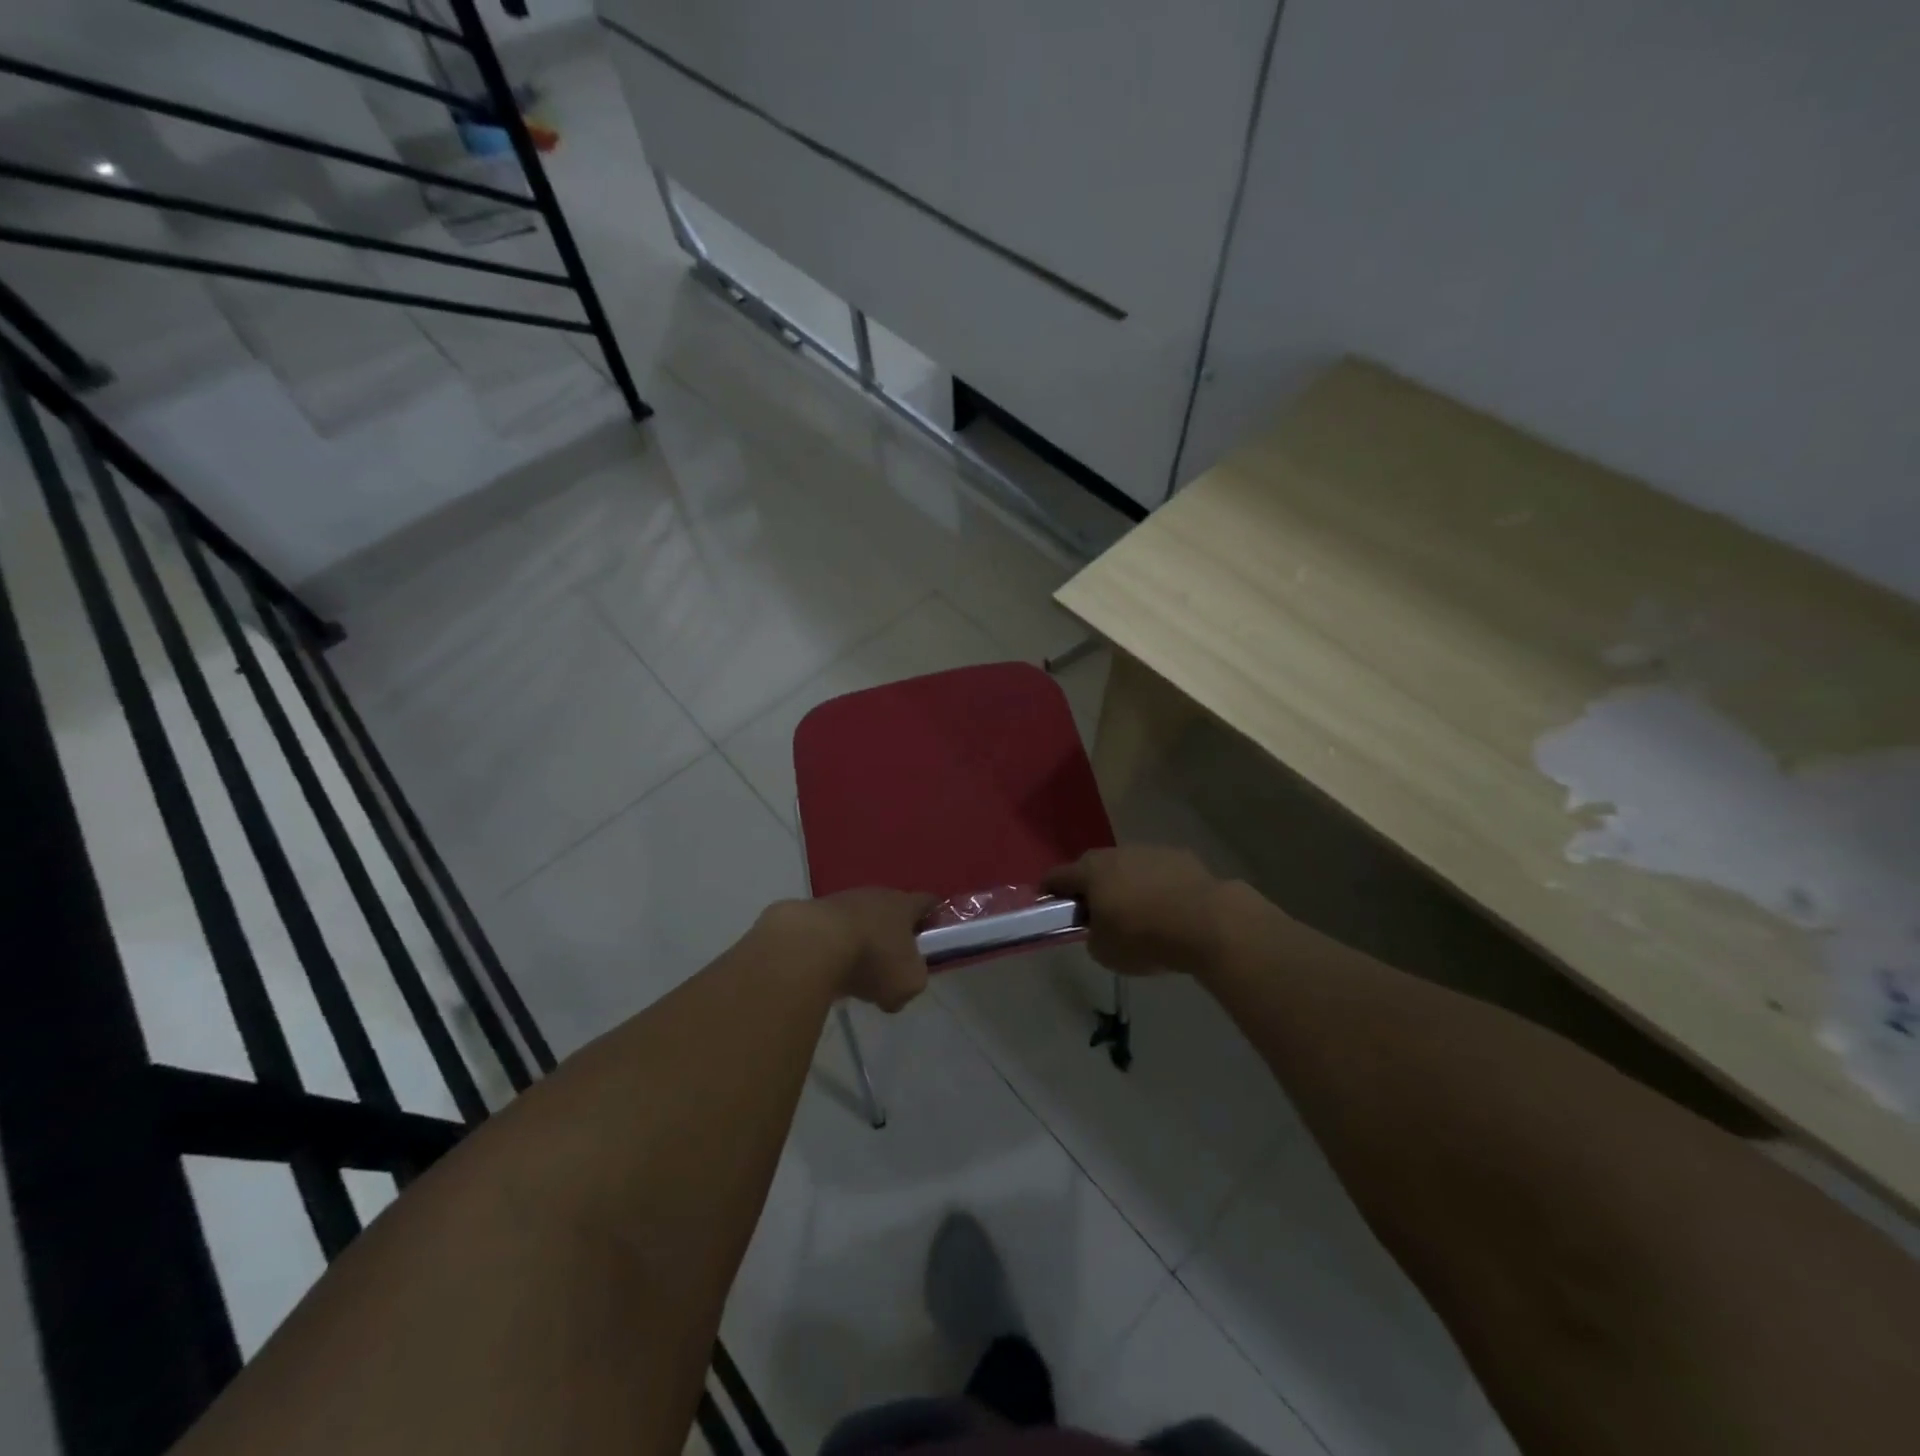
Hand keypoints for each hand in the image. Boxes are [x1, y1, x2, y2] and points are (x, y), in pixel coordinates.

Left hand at [763, 889, 936, 1011]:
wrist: (813, 944)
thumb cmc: (873, 958)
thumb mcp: (908, 983)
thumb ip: (911, 984)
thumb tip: (895, 993)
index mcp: (904, 904)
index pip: (927, 902)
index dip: (935, 917)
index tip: (936, 935)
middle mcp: (875, 895)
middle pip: (891, 911)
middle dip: (893, 934)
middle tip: (893, 963)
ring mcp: (841, 901)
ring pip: (860, 921)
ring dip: (861, 942)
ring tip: (855, 972)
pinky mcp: (813, 914)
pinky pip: (832, 933)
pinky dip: (834, 950)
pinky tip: (829, 971)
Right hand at [1045, 846, 1222, 976]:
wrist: (1207, 921)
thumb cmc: (1145, 936)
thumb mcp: (1104, 951)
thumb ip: (1092, 936)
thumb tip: (1098, 928)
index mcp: (1090, 872)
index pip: (1056, 876)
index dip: (1048, 891)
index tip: (1048, 906)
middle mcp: (1115, 853)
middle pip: (1093, 868)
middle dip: (1090, 887)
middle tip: (1096, 913)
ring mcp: (1149, 851)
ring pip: (1127, 867)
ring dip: (1126, 885)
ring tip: (1139, 914)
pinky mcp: (1180, 856)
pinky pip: (1157, 872)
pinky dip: (1156, 886)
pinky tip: (1169, 909)